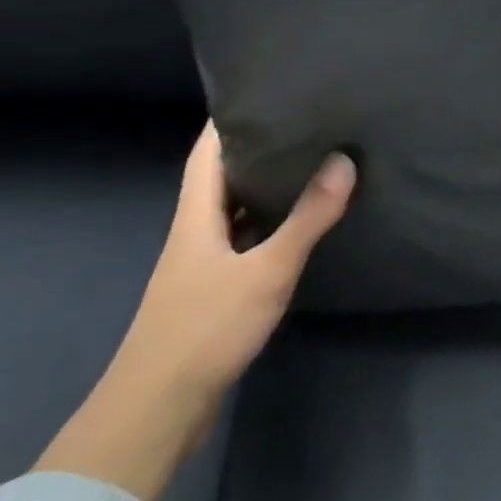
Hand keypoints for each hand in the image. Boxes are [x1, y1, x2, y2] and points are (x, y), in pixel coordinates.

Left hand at [36, 123, 355, 500]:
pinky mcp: (212, 293)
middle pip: (221, 179)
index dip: (227, 120)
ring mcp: (201, 266)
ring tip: (310, 165)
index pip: (206, 153)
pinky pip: (243, 242)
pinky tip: (297, 228)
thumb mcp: (267, 270)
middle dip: (256, 150)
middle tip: (304, 124)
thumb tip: (343, 161)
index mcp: (196, 218)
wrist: (157, 409)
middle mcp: (194, 234)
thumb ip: (307, 218)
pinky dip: (268, 226)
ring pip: (233, 212)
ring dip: (264, 189)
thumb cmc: (206, 329)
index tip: (264, 92)